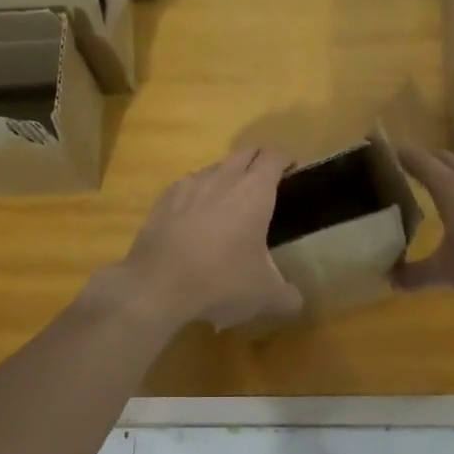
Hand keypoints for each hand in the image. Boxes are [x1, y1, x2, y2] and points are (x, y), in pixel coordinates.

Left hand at [118, 148, 303, 330]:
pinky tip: (196, 217)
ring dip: (227, 176)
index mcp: (255, 191)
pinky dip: (198, 194)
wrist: (158, 284)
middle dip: (258, 161)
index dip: (286, 160)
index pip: (275, 157)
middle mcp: (224, 177)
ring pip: (216, 167)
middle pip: (246, 152)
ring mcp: (191, 184)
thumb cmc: (222, 281)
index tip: (292, 171)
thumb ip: (288, 296)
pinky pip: (188, 185)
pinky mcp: (165, 198)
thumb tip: (296, 301)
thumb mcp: (265, 296)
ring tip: (230, 202)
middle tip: (266, 183)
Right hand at [393, 144, 453, 298]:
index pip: (418, 160)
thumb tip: (390, 278)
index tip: (383, 145)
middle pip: (445, 157)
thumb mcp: (450, 274)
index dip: (399, 152)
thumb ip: (417, 275)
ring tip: (452, 187)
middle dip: (426, 160)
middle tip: (412, 170)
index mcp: (451, 189)